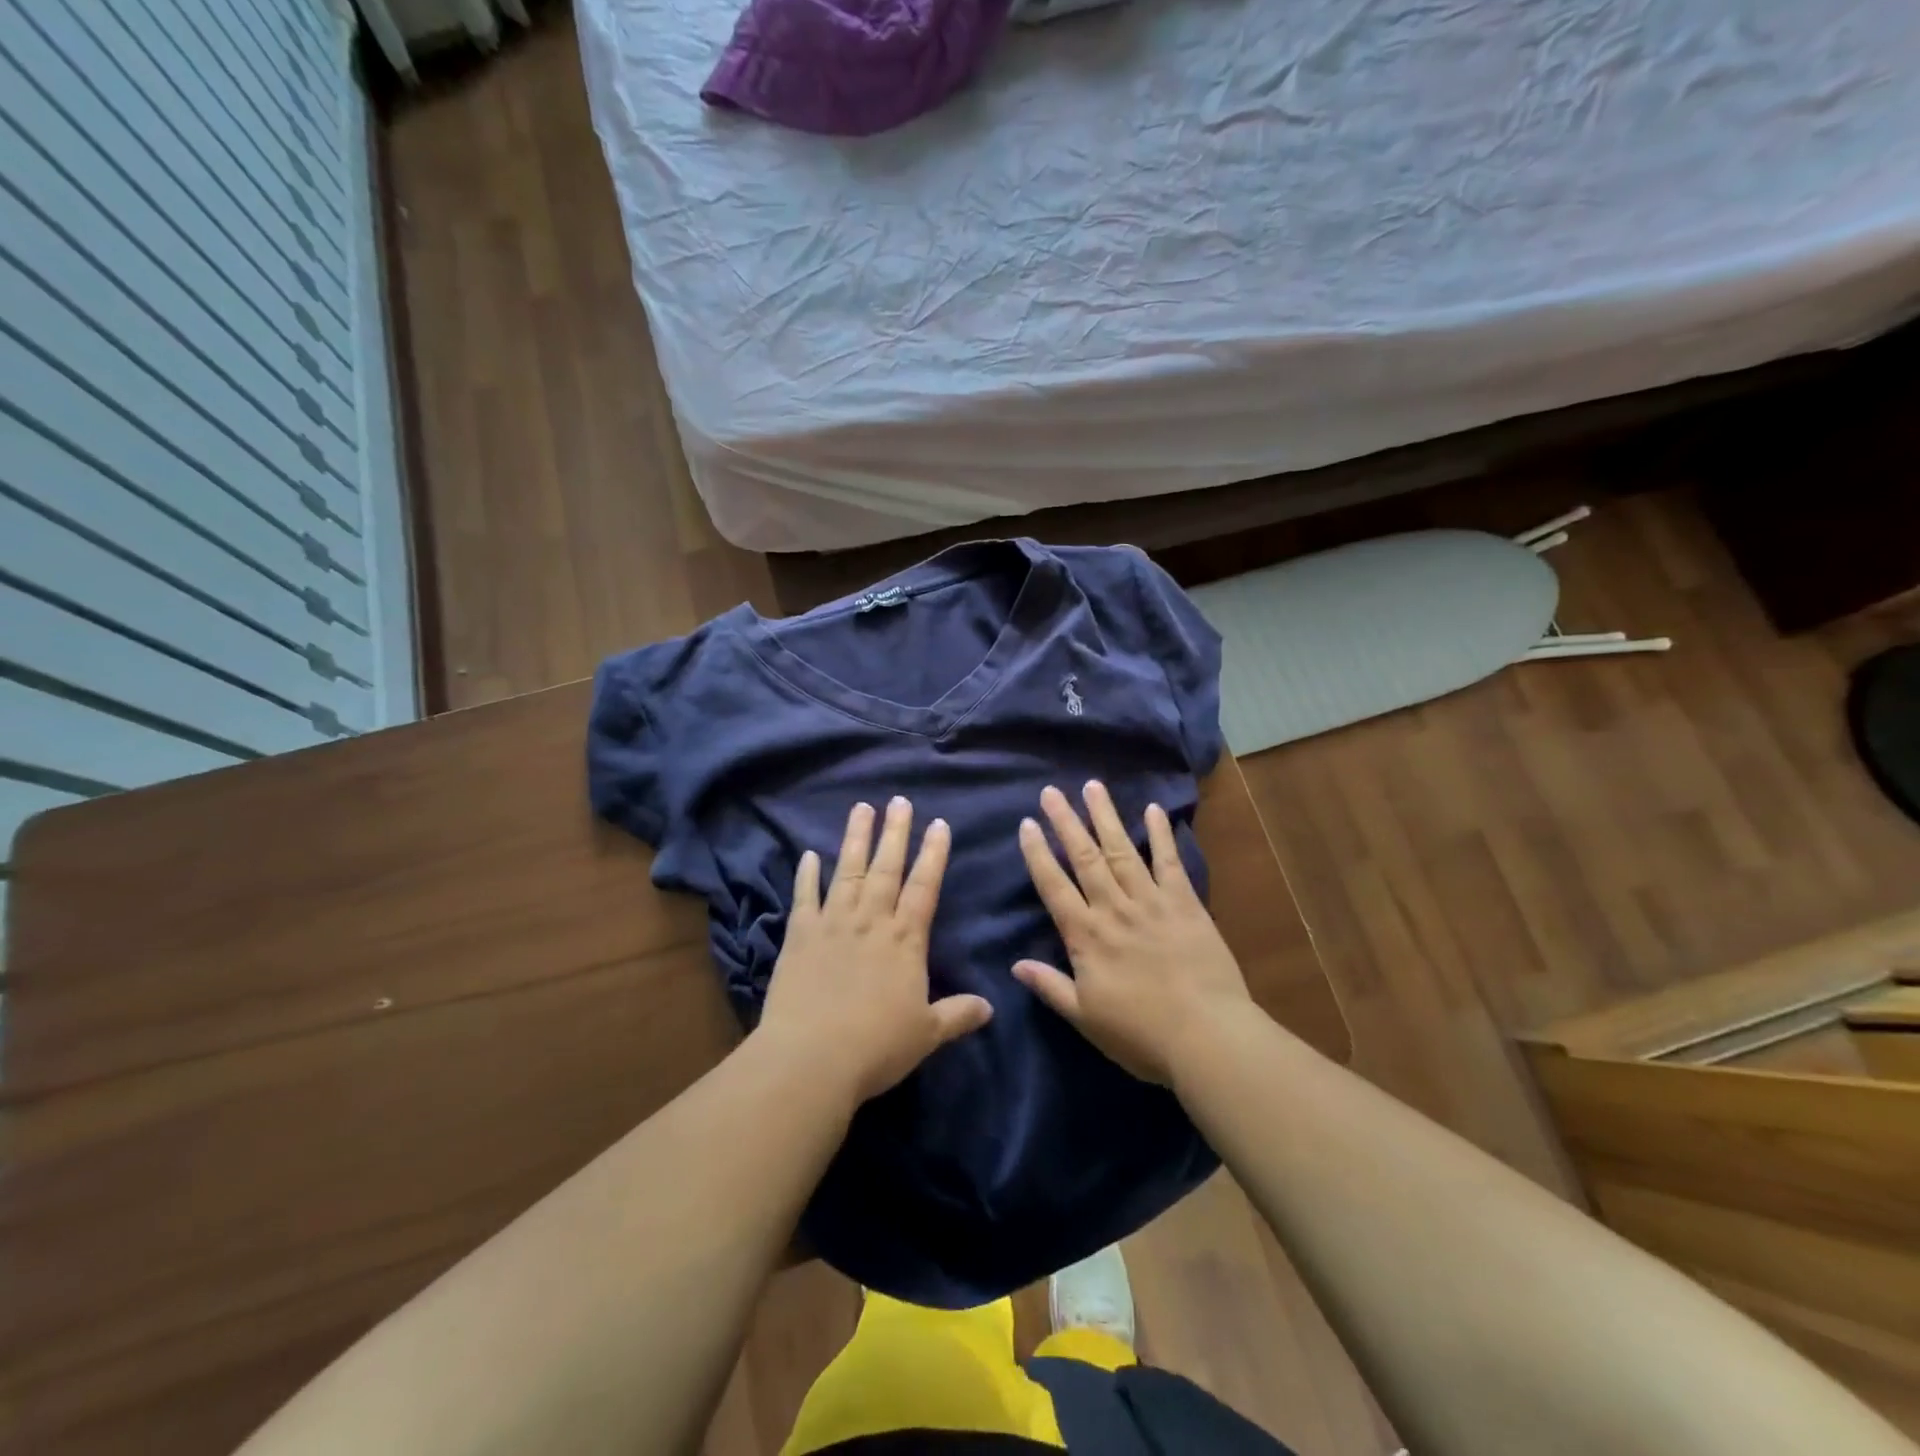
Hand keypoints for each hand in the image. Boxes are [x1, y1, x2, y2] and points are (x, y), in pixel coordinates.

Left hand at [761, 797, 993, 1104]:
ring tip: (861, 808)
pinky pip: (804, 897)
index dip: (933, 854)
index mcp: (905, 940)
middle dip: (895, 833)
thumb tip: (990, 1007)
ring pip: (847, 871)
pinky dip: (806, 875)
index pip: (924, 887)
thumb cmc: (876, 1046)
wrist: (811, 1058)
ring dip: (855, 838)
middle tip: (899, 801)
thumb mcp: (926, 1034)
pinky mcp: (799, 936)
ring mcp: (833, 924)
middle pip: (886, 868)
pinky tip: (809, 855)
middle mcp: (871, 921)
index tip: (939, 824)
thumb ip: (957, 1015)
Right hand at [1013, 782, 1252, 1084]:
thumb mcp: (1085, 1017)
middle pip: (1084, 857)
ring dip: (1105, 816)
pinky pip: (1169, 863)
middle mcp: (1114, 908)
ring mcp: (1151, 901)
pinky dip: (1161, 835)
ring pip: (1122, 850)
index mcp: (1086, 936)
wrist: (1207, 1036)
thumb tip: (1015, 964)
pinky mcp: (1185, 904)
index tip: (1027, 824)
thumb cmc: (1141, 1034)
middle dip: (1066, 821)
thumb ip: (1051, 986)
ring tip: (1093, 786)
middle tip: (1052, 791)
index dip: (1038, 854)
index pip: (1054, 886)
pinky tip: (1153, 810)